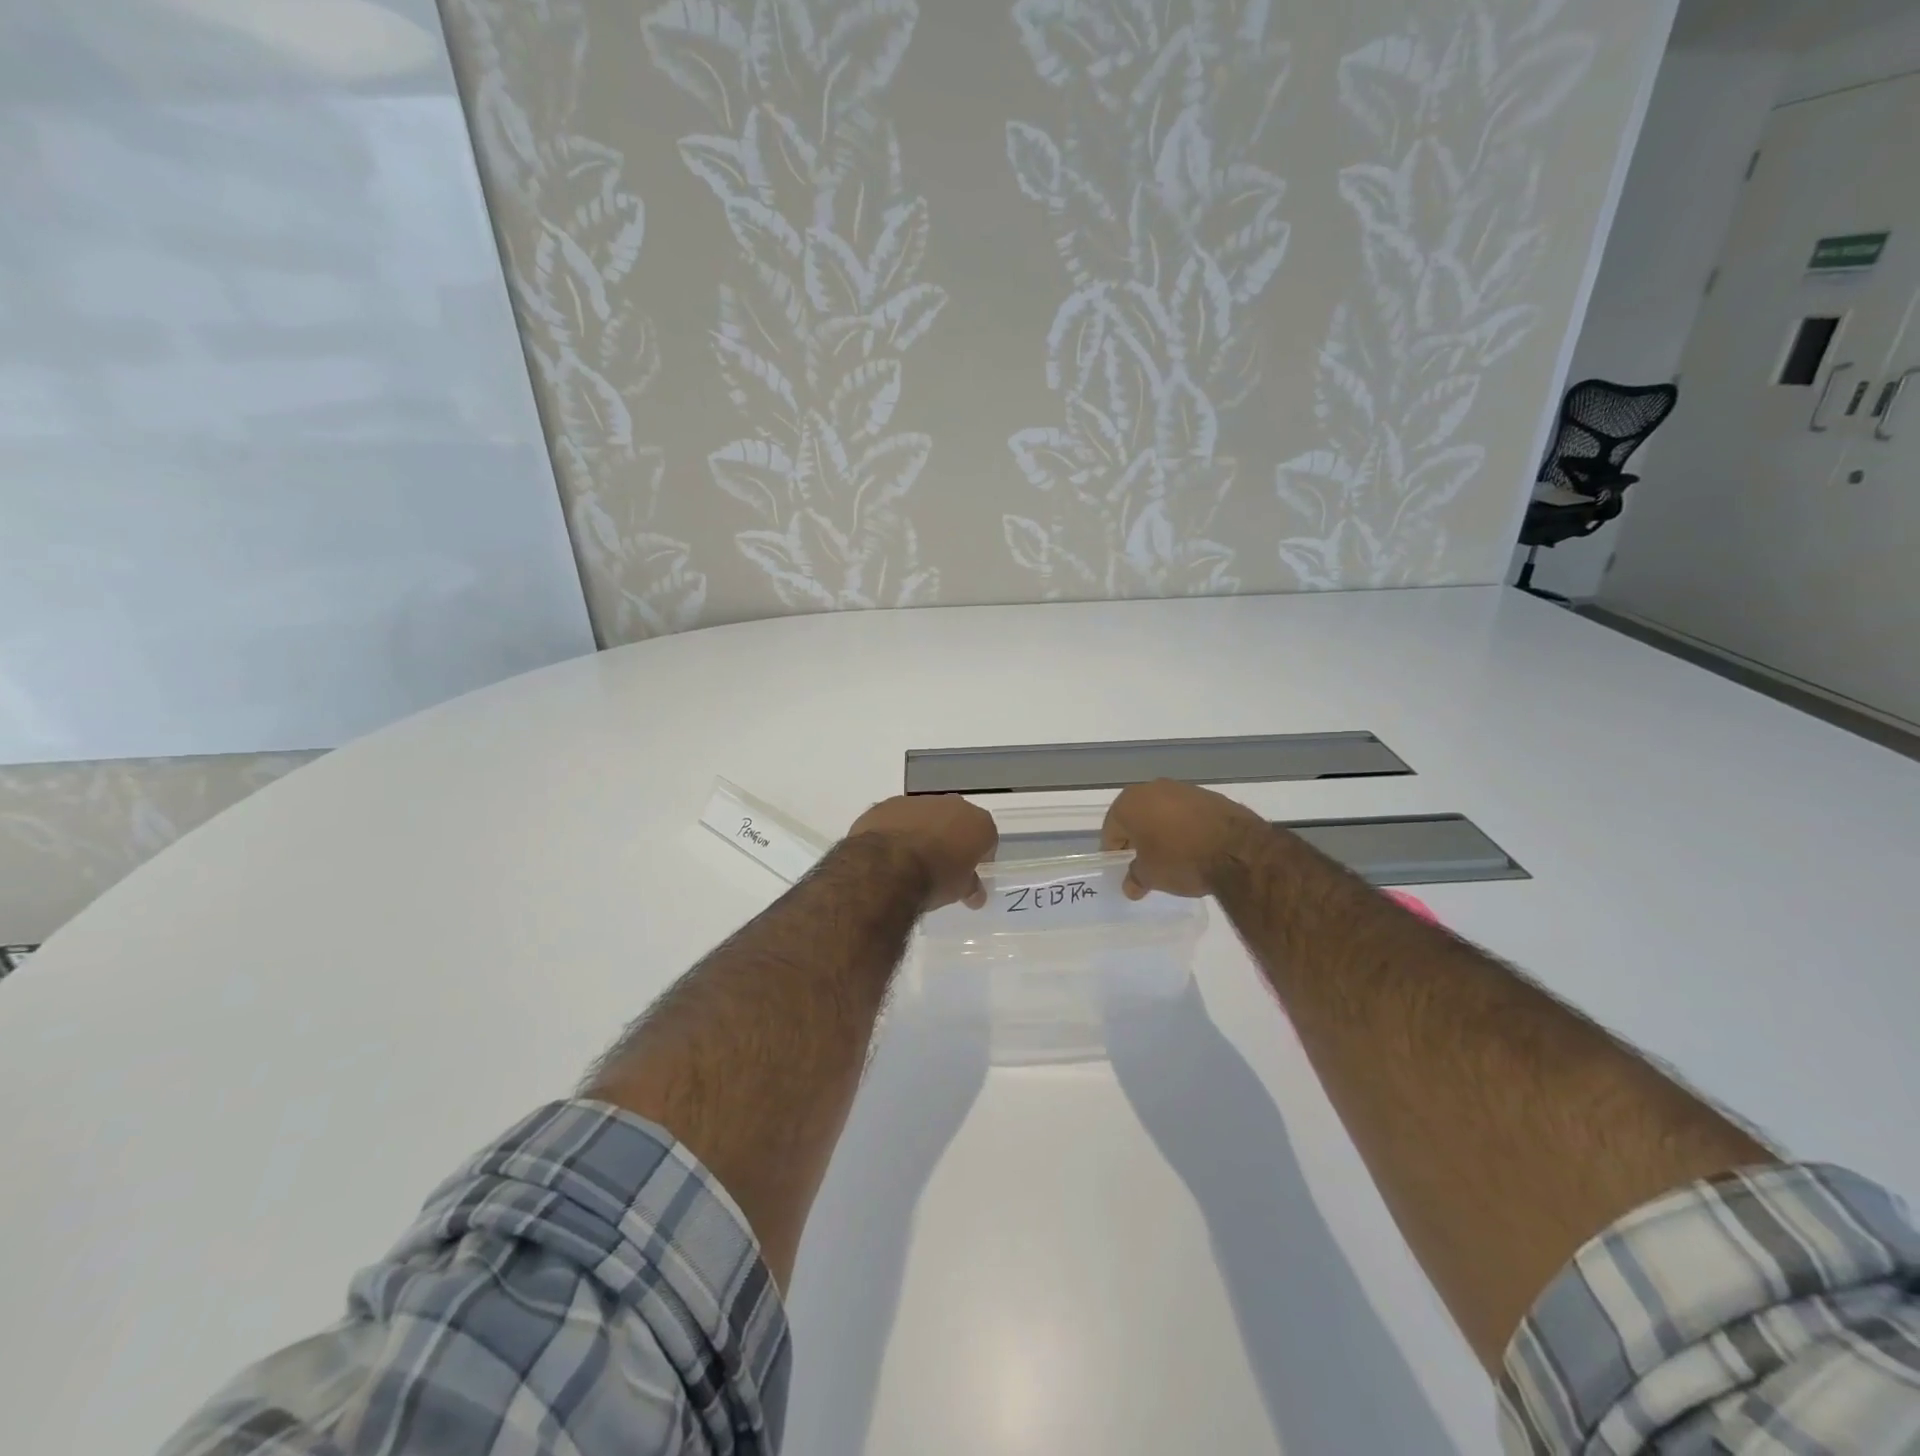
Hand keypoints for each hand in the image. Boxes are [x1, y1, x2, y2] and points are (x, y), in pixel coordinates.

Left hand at [847, 795, 997, 909]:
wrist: (886, 867)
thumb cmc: (934, 879)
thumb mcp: (959, 890)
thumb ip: (970, 887)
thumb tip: (976, 896)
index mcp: (977, 822)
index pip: (987, 838)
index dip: (980, 856)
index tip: (970, 872)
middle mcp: (952, 804)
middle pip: (957, 821)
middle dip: (952, 839)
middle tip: (942, 864)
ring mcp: (918, 801)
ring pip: (926, 816)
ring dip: (923, 832)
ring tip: (910, 860)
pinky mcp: (888, 804)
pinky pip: (898, 818)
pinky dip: (896, 831)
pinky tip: (887, 853)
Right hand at [1101, 780, 1270, 899]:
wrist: (1238, 849)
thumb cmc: (1181, 860)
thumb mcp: (1151, 876)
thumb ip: (1135, 878)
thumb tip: (1130, 886)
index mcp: (1129, 804)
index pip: (1111, 830)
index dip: (1114, 851)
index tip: (1122, 868)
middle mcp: (1151, 788)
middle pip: (1135, 816)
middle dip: (1137, 838)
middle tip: (1144, 862)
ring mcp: (1182, 789)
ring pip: (1161, 811)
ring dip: (1161, 830)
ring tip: (1171, 855)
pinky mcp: (1208, 795)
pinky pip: (1186, 812)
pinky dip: (1184, 826)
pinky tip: (1194, 846)